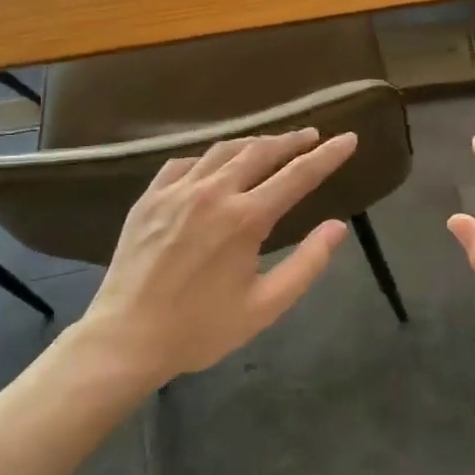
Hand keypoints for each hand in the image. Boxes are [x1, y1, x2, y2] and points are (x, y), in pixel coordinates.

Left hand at [80, 129, 356, 388]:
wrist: (125, 339)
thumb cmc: (200, 328)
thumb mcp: (265, 306)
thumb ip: (307, 264)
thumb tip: (338, 226)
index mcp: (245, 218)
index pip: (298, 174)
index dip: (327, 155)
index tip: (349, 138)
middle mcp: (213, 192)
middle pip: (261, 151)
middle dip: (292, 140)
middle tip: (313, 136)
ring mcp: (177, 190)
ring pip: (223, 150)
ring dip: (254, 143)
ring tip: (271, 145)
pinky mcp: (150, 197)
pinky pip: (185, 163)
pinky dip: (209, 158)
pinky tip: (215, 166)